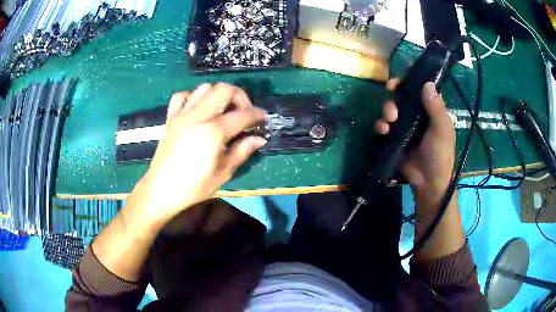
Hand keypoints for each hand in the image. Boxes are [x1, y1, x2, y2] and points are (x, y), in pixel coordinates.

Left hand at [132, 83, 266, 223]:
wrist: (161, 190)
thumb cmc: (193, 186)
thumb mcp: (223, 173)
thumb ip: (242, 151)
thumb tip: (259, 139)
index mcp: (212, 132)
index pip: (242, 114)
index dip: (257, 114)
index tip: (263, 118)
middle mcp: (197, 117)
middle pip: (224, 89)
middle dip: (239, 96)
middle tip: (243, 112)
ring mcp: (182, 115)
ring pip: (204, 88)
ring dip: (218, 95)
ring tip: (222, 110)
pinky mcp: (171, 118)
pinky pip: (182, 96)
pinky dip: (193, 97)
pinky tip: (198, 110)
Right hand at [375, 80, 454, 197]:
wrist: (428, 182)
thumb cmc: (440, 154)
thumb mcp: (442, 130)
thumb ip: (436, 108)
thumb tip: (427, 83)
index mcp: (430, 110)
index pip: (419, 90)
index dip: (409, 81)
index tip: (401, 78)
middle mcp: (417, 115)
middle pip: (402, 97)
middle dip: (395, 94)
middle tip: (391, 91)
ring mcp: (404, 127)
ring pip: (391, 110)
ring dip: (387, 109)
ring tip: (389, 119)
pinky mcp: (394, 138)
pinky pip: (384, 126)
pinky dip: (381, 125)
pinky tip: (383, 130)